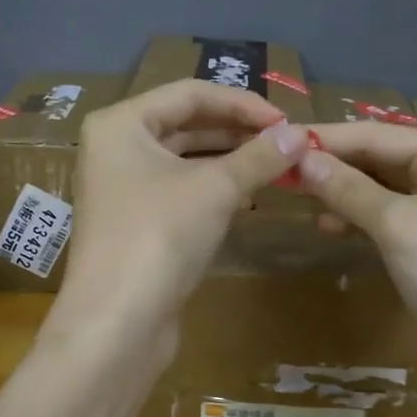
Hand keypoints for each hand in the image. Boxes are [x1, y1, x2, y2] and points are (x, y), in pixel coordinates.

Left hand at [46, 80, 312, 358]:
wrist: (117, 322)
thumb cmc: (159, 235)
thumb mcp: (216, 188)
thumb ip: (260, 156)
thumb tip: (301, 134)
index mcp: (121, 123)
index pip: (190, 93)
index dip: (243, 103)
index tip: (288, 121)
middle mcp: (115, 148)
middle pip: (186, 123)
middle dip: (238, 131)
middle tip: (287, 143)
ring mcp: (122, 187)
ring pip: (184, 159)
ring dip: (230, 160)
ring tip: (276, 167)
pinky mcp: (135, 222)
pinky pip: (180, 190)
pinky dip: (214, 188)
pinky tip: (249, 195)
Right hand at [298, 122, 416, 394]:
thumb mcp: (398, 224)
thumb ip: (348, 188)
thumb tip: (301, 158)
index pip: (375, 135)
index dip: (326, 139)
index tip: (277, 140)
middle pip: (379, 159)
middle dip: (333, 165)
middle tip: (280, 171)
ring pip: (380, 191)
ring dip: (342, 193)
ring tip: (299, 198)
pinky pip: (387, 222)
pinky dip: (358, 221)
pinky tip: (329, 228)